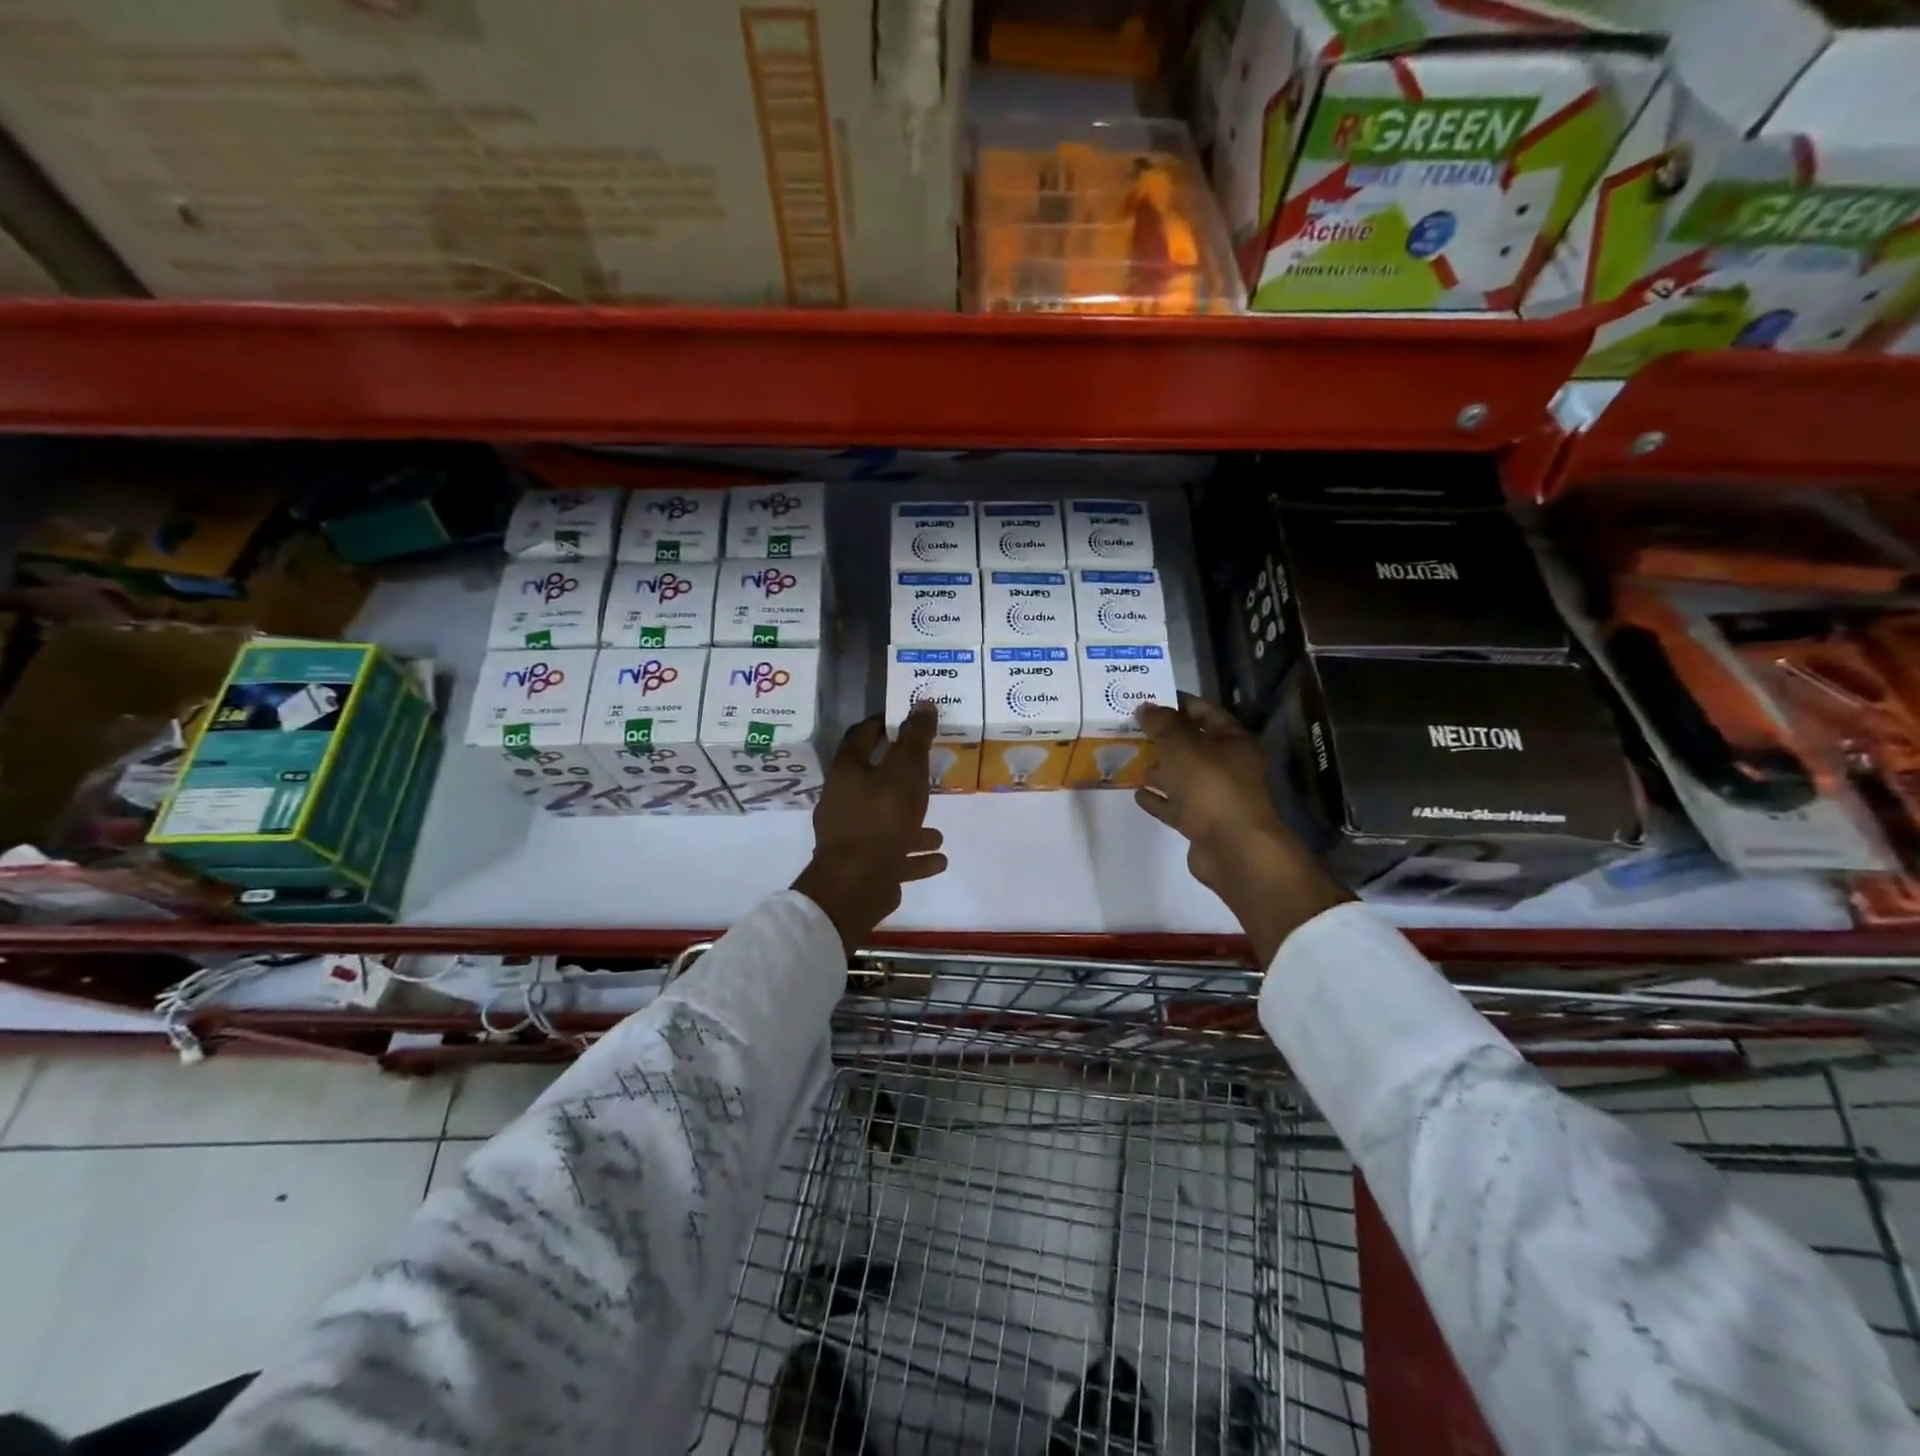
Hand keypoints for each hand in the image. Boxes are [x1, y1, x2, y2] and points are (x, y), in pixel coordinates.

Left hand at [792, 704, 947, 952]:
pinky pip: (893, 855)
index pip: (861, 736)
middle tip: (929, 773)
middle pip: (874, 781)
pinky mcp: (863, 866)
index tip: (905, 719)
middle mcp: (844, 801)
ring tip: (939, 829)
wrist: (856, 885)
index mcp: (848, 772)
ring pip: (886, 822)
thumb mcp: (905, 772)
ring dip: (912, 823)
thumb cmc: (881, 818)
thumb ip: (916, 739)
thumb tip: (923, 702)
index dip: (882, 724)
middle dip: (903, 779)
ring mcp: (852, 836)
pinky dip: (914, 855)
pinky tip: (939, 858)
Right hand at [1134, 694, 1348, 964]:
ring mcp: (1215, 796)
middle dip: (1163, 737)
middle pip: (1192, 744)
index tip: (1147, 699)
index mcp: (1233, 741)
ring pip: (1182, 776)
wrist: (1233, 849)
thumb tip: (1146, 706)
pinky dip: (1158, 799)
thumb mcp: (1183, 747)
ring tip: (1128, 758)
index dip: (1178, 703)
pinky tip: (1136, 792)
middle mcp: (1228, 766)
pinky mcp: (1202, 823)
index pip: (1204, 712)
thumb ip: (1162, 725)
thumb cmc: (1212, 788)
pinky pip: (1176, 805)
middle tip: (1130, 728)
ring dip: (1159, 768)